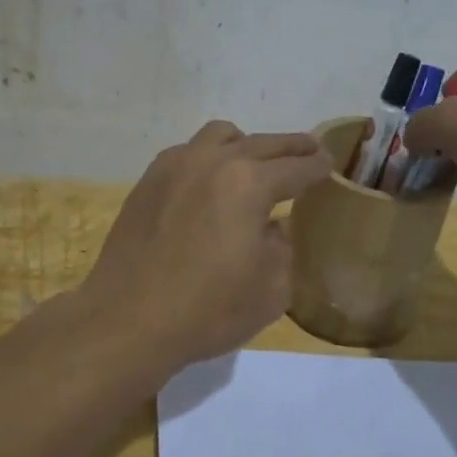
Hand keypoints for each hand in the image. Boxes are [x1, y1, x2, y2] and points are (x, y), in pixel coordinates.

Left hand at [79, 121, 331, 371]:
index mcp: (248, 183)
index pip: (296, 167)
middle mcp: (212, 161)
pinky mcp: (147, 181)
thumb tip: (273, 226)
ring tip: (255, 162)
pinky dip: (209, 157)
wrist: (128, 320)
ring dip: (245, 144)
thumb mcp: (271, 289)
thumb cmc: (207, 310)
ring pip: (219, 136)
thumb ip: (282, 247)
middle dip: (291, 147)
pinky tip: (209, 182)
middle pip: (262, 143)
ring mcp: (174, 166)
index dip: (317, 166)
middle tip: (308, 150)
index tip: (328, 164)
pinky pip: (187, 153)